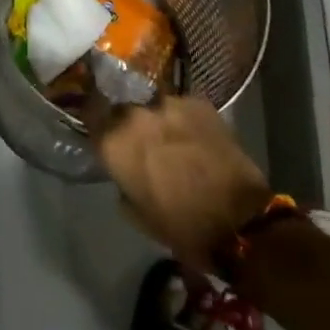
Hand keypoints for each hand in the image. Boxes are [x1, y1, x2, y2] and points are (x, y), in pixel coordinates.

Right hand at [87, 94, 272, 272]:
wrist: (240, 220)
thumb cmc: (182, 227)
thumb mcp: (138, 215)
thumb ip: (123, 183)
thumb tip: (126, 170)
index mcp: (115, 142)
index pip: (90, 113)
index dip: (94, 120)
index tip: (100, 128)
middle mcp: (136, 114)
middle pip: (123, 110)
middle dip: (129, 124)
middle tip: (142, 143)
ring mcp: (169, 103)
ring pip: (154, 106)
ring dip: (158, 121)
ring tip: (173, 140)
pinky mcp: (199, 101)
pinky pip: (182, 106)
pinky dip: (184, 119)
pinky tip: (196, 137)